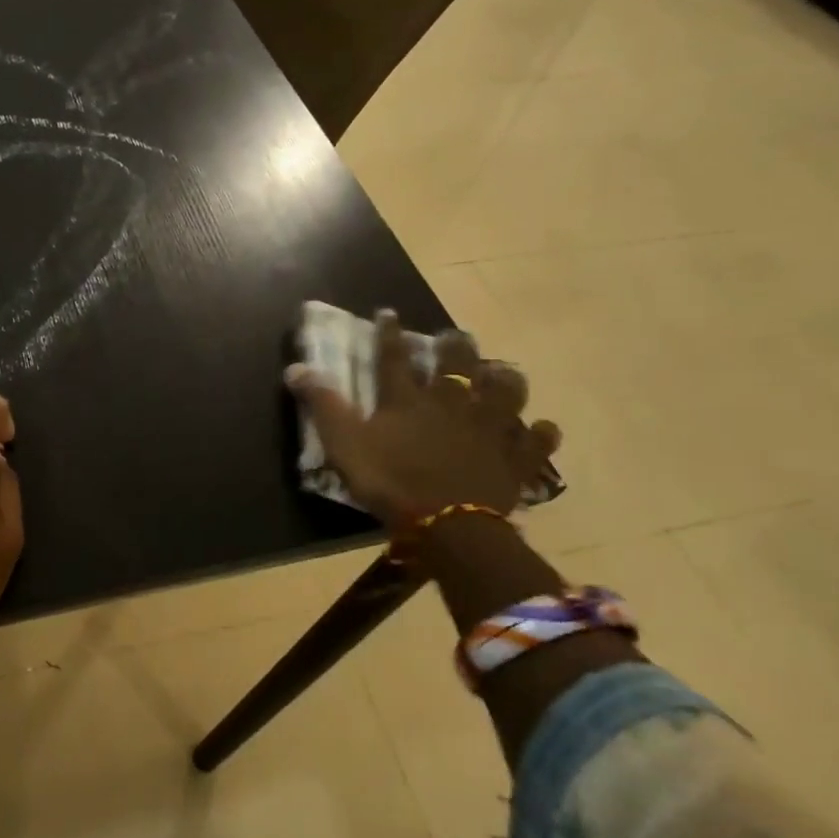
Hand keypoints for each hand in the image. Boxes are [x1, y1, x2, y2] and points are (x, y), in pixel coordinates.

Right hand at [285, 312, 560, 532]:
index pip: (394, 356)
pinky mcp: (516, 459)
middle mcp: (452, 403)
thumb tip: (296, 368)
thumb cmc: (391, 481)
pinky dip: (540, 433)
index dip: (389, 333)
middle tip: (456, 336)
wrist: (449, 524)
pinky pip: (536, 441)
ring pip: (505, 392)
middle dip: (456, 345)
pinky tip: (542, 428)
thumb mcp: (345, 443)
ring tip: (501, 373)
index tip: (388, 312)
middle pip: (458, 364)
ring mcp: (490, 428)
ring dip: (504, 380)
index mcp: (408, 399)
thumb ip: (323, 404)